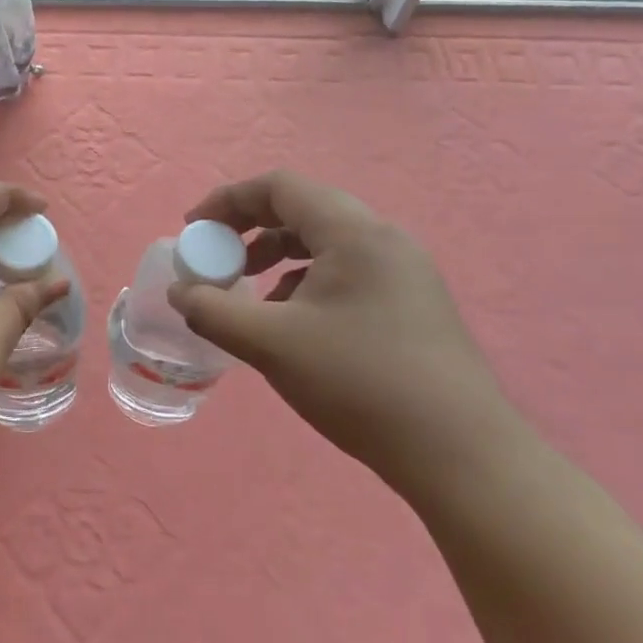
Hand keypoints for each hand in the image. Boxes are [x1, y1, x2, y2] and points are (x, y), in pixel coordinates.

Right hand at [169, 170, 519, 492]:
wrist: (461, 455)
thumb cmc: (360, 384)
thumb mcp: (271, 345)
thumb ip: (213, 311)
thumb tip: (180, 292)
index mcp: (353, 232)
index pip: (280, 187)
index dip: (228, 200)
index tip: (193, 230)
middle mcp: (383, 238)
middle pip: (303, 209)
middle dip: (250, 229)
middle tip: (218, 259)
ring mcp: (404, 270)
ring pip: (325, 242)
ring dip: (278, 256)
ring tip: (250, 293)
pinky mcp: (412, 302)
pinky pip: (346, 270)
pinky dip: (307, 281)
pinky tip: (293, 323)